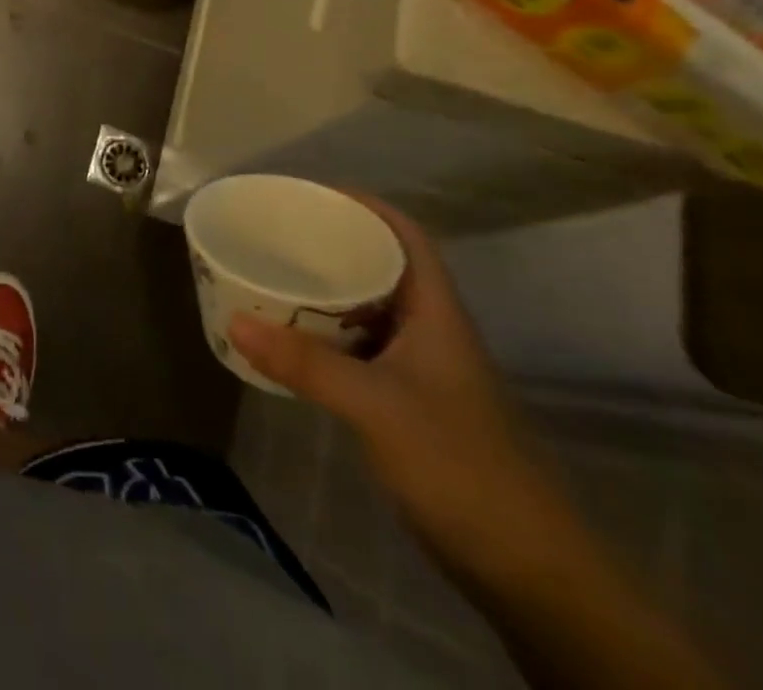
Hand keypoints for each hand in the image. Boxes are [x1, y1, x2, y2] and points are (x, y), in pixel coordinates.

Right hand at [227, 197, 571, 585]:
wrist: (528, 572)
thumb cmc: (461, 467)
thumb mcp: (377, 406)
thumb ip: (305, 363)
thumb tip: (235, 319)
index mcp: (434, 313)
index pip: (405, 236)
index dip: (363, 204)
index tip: (309, 192)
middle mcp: (427, 331)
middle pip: (379, 266)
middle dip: (329, 243)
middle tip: (273, 232)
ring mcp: (418, 369)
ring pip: (364, 310)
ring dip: (322, 291)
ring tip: (269, 275)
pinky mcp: (405, 404)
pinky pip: (355, 349)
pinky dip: (321, 336)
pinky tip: (288, 341)